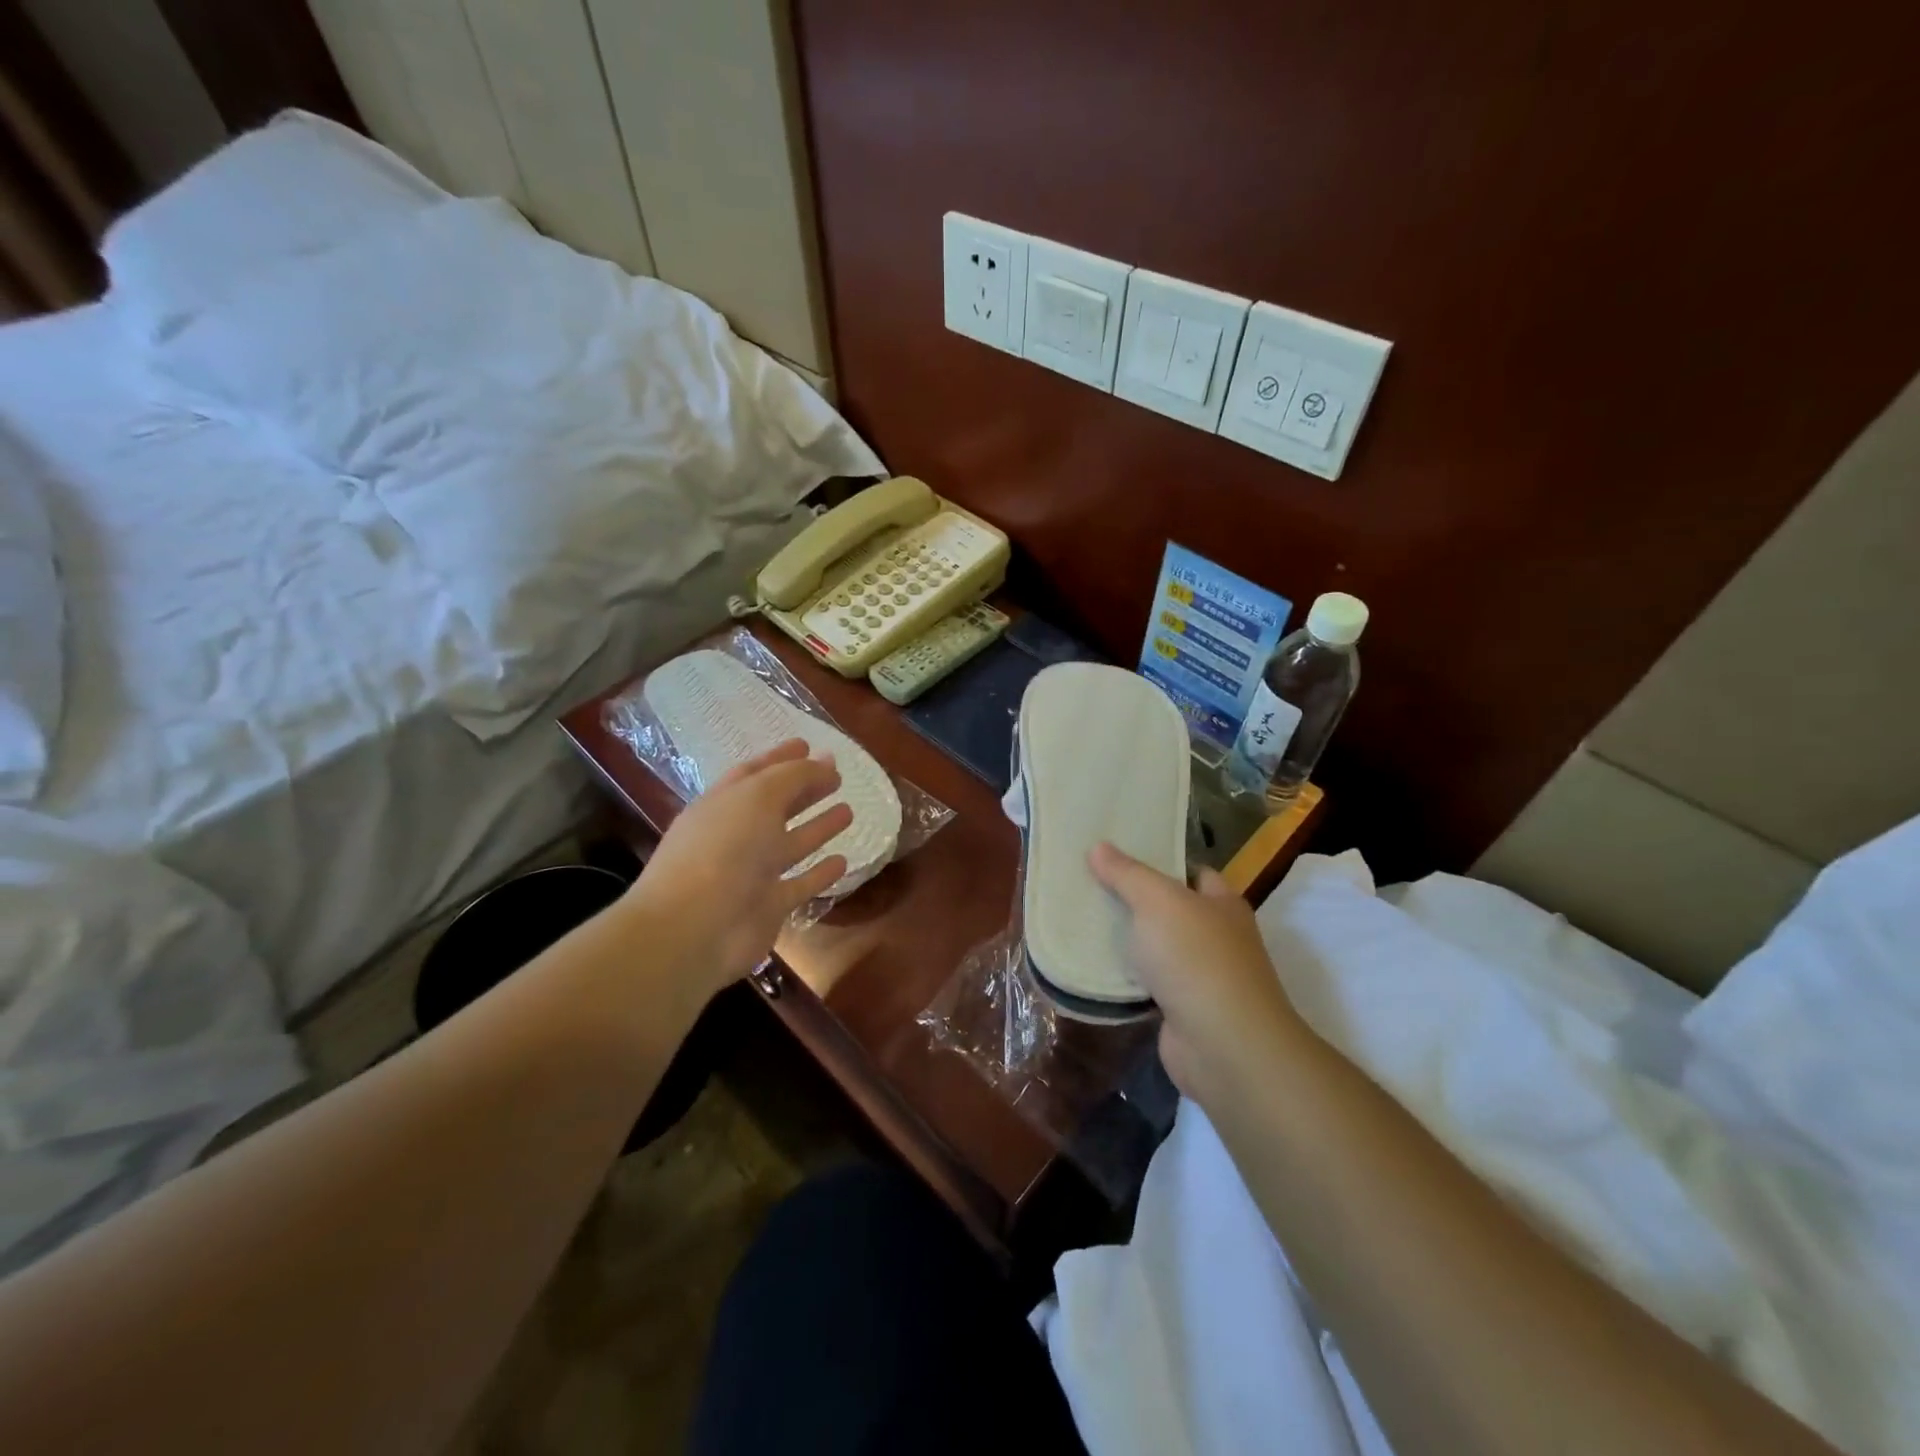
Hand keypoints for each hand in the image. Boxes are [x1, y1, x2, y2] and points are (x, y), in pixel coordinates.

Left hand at [624, 739, 851, 1000]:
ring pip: (792, 844)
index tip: (808, 744)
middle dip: (804, 788)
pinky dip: (820, 873)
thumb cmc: (723, 849)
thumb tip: (823, 763)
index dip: (781, 757)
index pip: (755, 773)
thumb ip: (794, 776)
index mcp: (724, 803)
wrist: (695, 928)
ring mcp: (753, 873)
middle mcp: (737, 835)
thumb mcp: (758, 796)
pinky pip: (800, 884)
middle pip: (776, 806)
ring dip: (818, 827)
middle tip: (837, 774)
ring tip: (849, 810)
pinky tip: (843, 860)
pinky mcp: (769, 906)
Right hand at [1088, 842, 1307, 1109]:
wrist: (1223, 1047)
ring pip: (1157, 949)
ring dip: (1128, 942)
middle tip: (1089, 885)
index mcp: (1222, 904)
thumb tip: (1098, 847)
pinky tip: (1093, 968)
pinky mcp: (1182, 1012)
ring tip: (1082, 922)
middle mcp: (1218, 938)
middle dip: (1134, 901)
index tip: (1116, 854)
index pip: (1191, 871)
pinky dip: (1126, 979)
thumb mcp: (1158, 901)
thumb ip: (1127, 874)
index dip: (1158, 860)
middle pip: (1171, 910)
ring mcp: (1202, 978)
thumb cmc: (1197, 959)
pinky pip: (1148, 985)